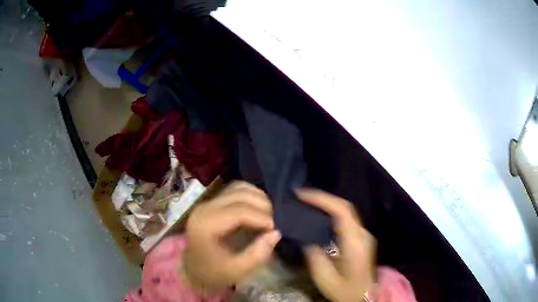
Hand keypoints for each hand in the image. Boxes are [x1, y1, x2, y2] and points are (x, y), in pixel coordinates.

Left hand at [183, 181, 281, 293]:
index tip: (274, 229)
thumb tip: (276, 233)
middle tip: (273, 222)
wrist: (193, 269)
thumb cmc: (213, 272)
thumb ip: (257, 254)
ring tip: (267, 214)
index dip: (261, 218)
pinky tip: (258, 207)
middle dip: (262, 205)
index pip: (238, 211)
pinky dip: (250, 194)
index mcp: (205, 226)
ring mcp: (207, 202)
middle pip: (239, 195)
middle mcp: (204, 208)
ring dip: (257, 197)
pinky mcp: (212, 202)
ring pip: (237, 188)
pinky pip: (234, 189)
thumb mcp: (236, 271)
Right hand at [297, 189, 375, 301]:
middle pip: (345, 207)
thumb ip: (314, 255)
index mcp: (355, 242)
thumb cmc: (345, 290)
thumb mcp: (325, 277)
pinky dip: (332, 213)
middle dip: (323, 198)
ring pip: (346, 211)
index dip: (322, 199)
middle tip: (301, 196)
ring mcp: (363, 235)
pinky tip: (320, 217)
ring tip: (307, 203)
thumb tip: (305, 238)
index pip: (341, 211)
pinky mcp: (361, 239)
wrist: (364, 297)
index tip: (302, 195)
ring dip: (328, 204)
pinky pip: (346, 220)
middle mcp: (362, 234)